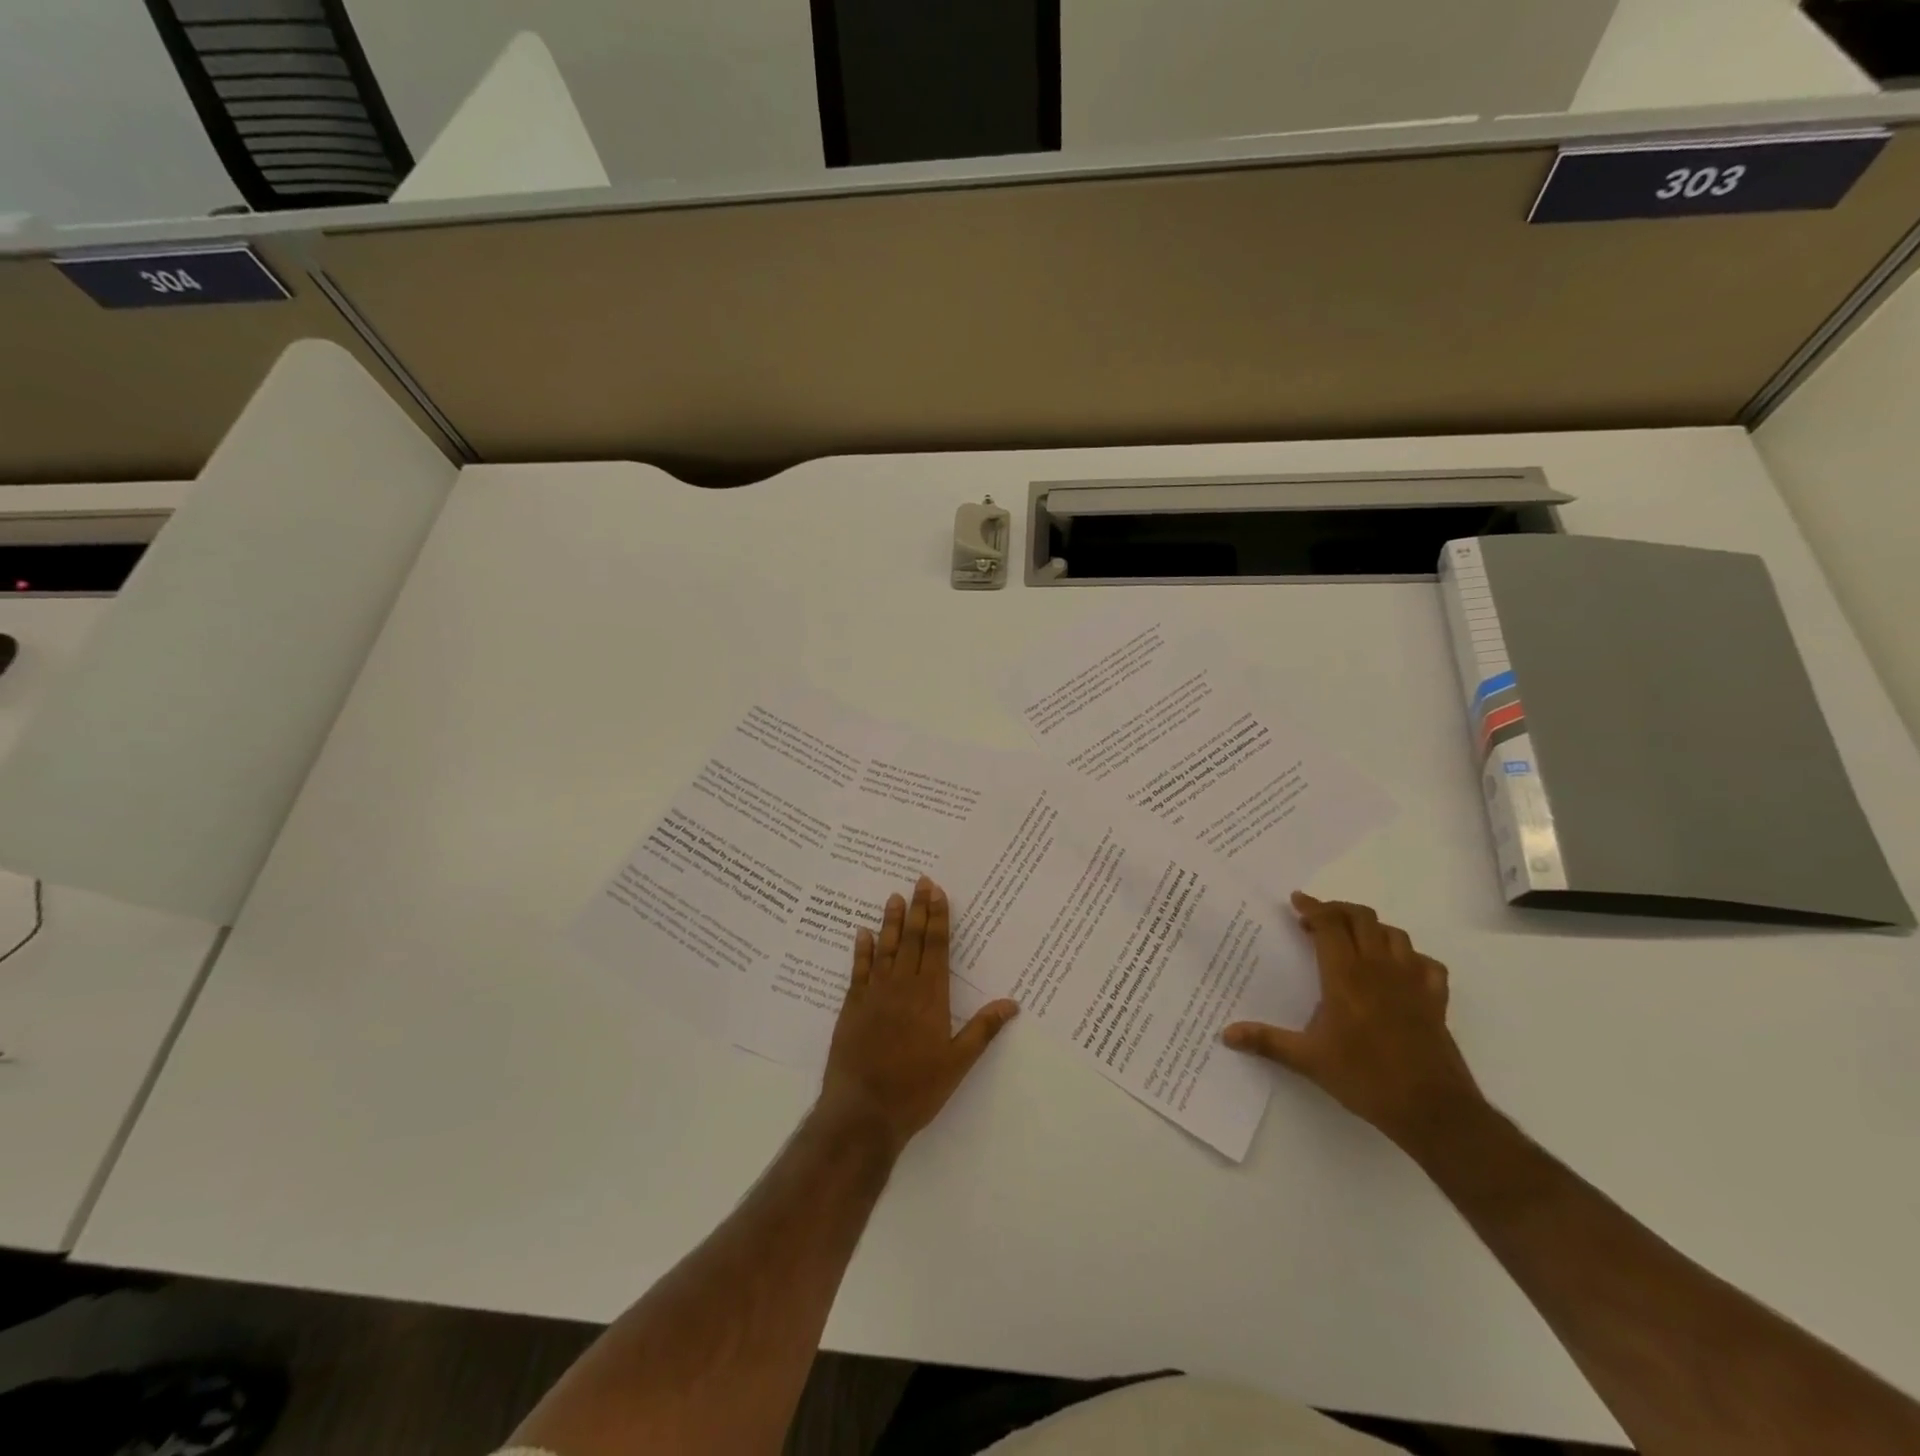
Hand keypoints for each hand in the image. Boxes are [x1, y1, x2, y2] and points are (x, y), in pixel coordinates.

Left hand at [819, 876, 1017, 1156]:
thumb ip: (983, 1030)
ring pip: (885, 949)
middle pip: (913, 940)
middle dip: (919, 909)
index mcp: (930, 997)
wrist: (863, 1112)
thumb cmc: (916, 1090)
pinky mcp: (852, 1007)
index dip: (938, 918)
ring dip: (891, 922)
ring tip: (895, 897)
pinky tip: (862, 933)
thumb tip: (1012, 1003)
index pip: (936, 947)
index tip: (937, 892)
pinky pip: (858, 971)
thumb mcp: (957, 1063)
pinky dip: (861, 950)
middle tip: (920, 881)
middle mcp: (902, 987)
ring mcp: (874, 995)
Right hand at [1223, 893, 1483, 1154]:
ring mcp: (1412, 981)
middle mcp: (1379, 968)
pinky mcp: (1435, 1000)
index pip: (1329, 923)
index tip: (1296, 902)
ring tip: (1354, 940)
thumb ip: (1266, 1041)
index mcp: (1345, 975)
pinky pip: (1427, 964)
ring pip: (1394, 934)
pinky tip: (1399, 970)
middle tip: (1317, 919)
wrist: (1433, 1109)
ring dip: (1371, 928)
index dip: (1312, 907)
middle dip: (1338, 910)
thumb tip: (1225, 1034)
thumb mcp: (1308, 1060)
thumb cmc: (1365, 1077)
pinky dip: (1410, 957)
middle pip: (1362, 918)